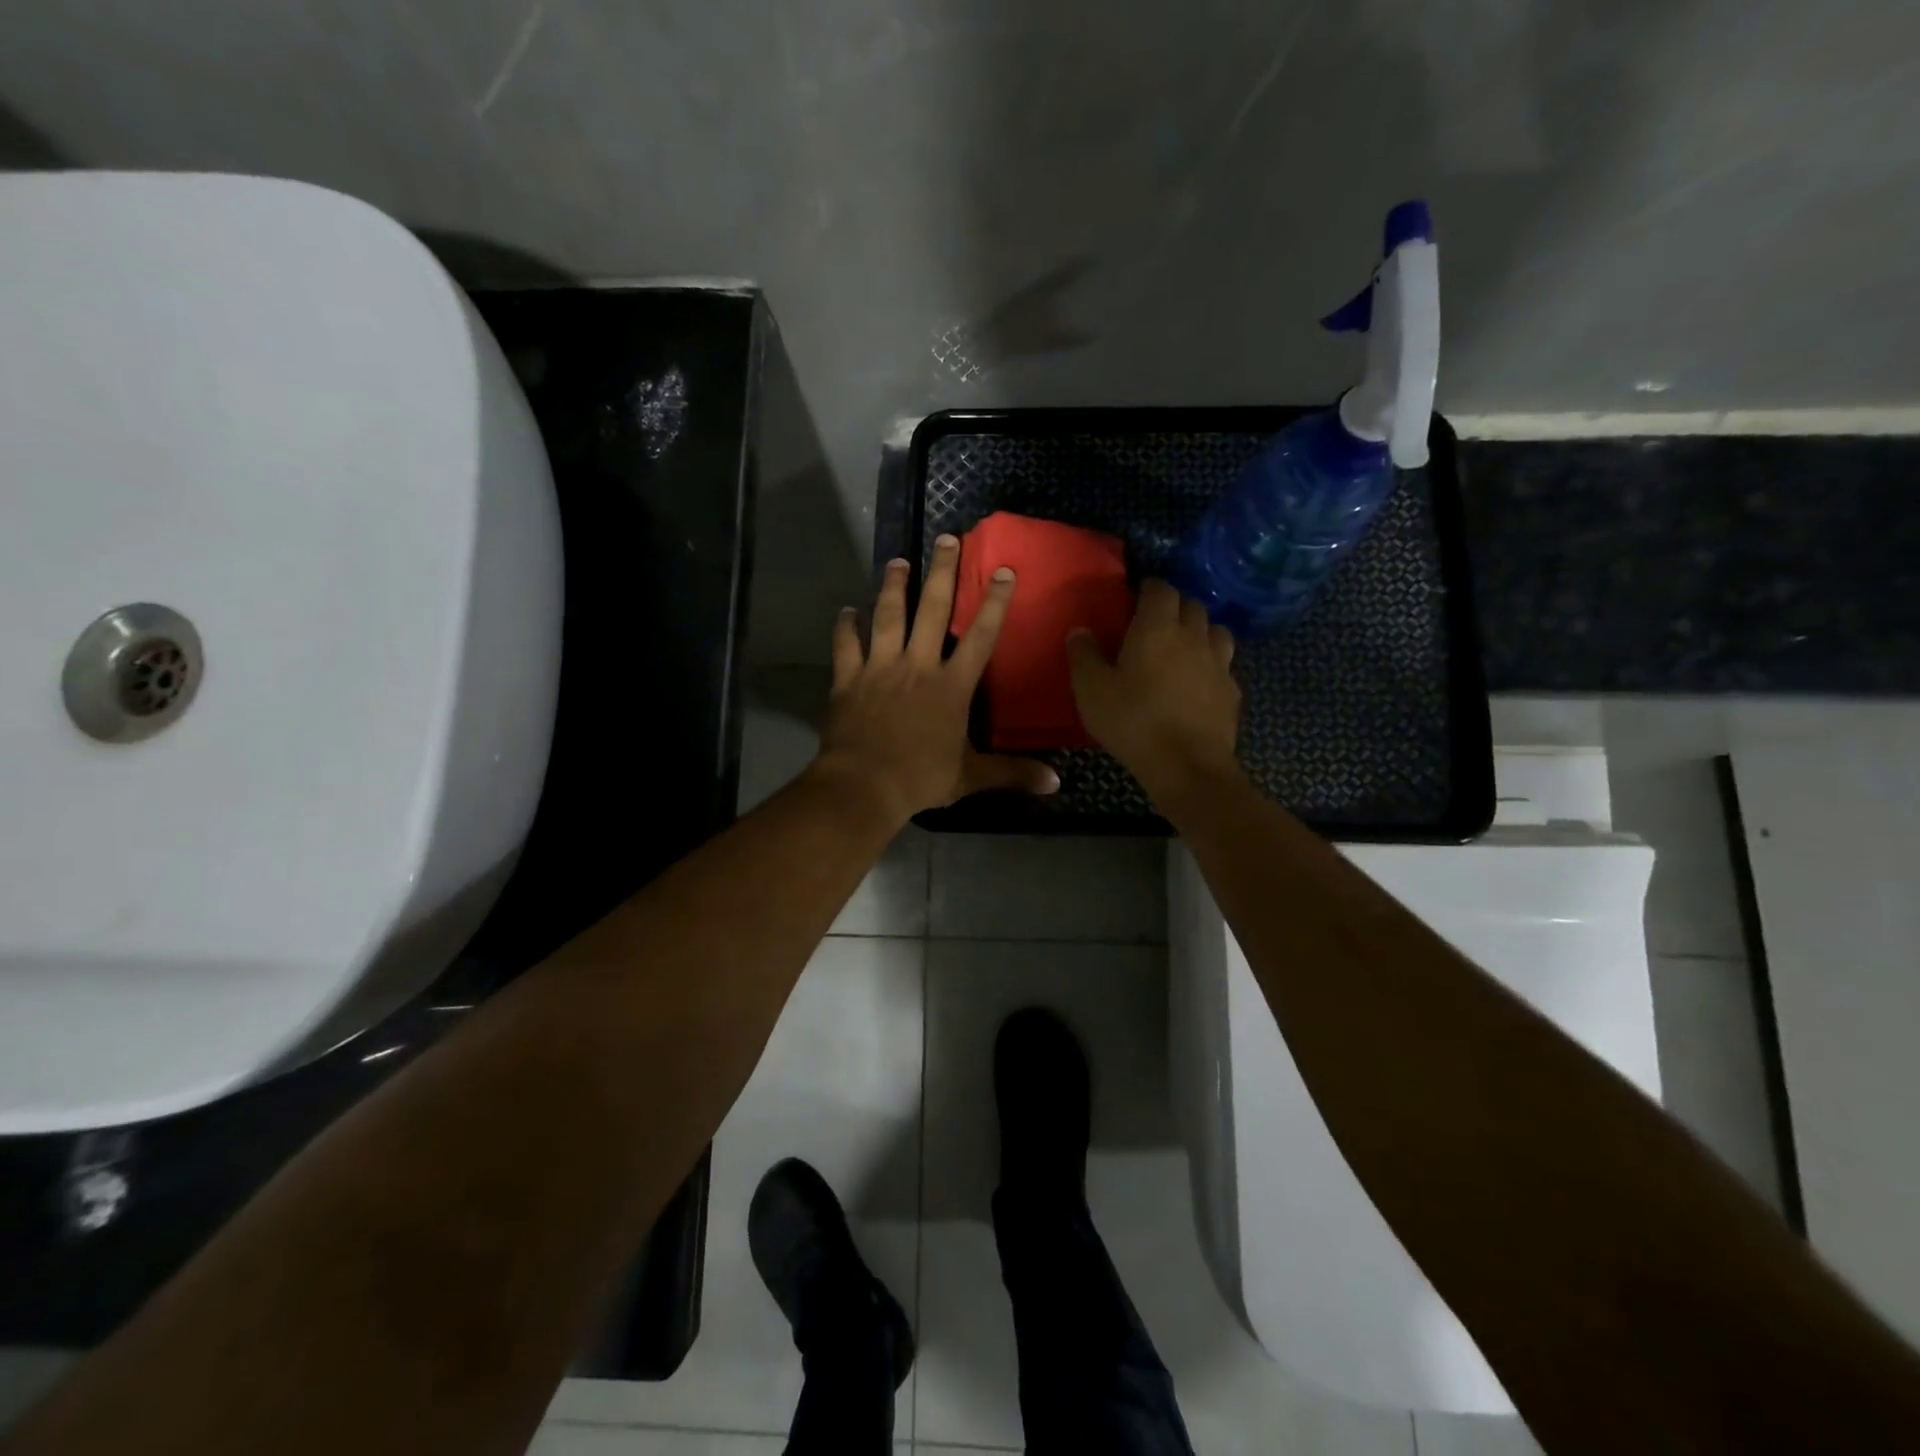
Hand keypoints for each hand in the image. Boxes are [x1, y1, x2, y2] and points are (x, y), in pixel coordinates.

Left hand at [811, 534, 1060, 825]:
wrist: (863, 786)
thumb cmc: (920, 779)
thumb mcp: (971, 777)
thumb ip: (1012, 773)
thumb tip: (1056, 784)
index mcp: (951, 686)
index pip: (980, 637)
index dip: (993, 603)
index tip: (1002, 570)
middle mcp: (917, 667)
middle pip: (932, 611)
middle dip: (941, 572)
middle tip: (945, 538)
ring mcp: (880, 670)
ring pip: (887, 617)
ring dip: (893, 587)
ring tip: (897, 561)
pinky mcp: (848, 680)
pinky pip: (846, 646)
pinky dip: (845, 627)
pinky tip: (846, 611)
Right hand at [1066, 579, 1242, 805]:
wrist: (1187, 766)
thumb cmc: (1133, 722)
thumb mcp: (1091, 690)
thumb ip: (1083, 656)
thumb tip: (1080, 630)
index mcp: (1157, 628)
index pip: (1160, 589)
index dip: (1149, 588)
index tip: (1136, 596)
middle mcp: (1193, 636)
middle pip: (1192, 605)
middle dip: (1175, 606)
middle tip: (1156, 622)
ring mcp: (1219, 663)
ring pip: (1216, 631)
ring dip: (1201, 631)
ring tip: (1184, 646)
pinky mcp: (1232, 691)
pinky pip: (1224, 665)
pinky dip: (1212, 664)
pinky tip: (1200, 681)